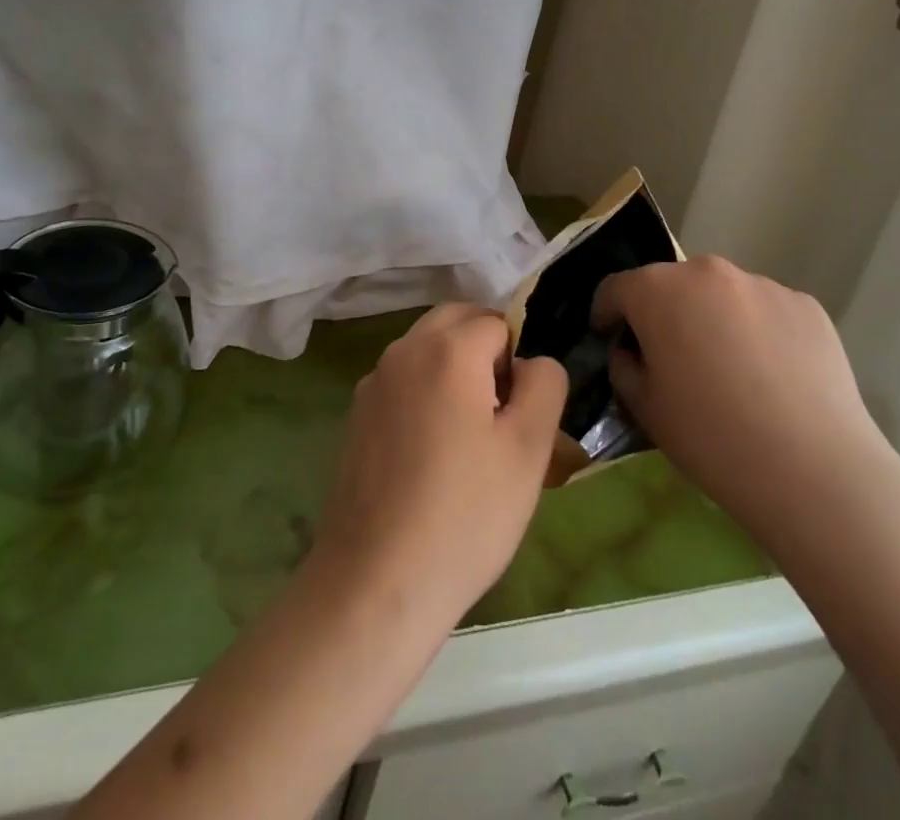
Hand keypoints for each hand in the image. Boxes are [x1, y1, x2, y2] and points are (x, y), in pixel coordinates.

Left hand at [309, 304, 566, 632]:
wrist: (377, 579)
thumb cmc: (466, 513)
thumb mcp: (529, 449)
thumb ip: (543, 385)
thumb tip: (532, 362)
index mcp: (447, 349)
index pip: (495, 321)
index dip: (519, 356)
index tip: (524, 408)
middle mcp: (403, 351)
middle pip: (454, 322)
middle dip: (484, 348)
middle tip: (504, 409)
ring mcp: (373, 382)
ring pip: (424, 349)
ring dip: (453, 368)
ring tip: (470, 434)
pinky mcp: (356, 415)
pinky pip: (401, 382)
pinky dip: (424, 392)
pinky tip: (431, 454)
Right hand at [593, 256, 899, 551]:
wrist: (815, 470)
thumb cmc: (711, 437)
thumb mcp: (644, 408)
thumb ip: (624, 367)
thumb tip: (632, 352)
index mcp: (657, 290)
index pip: (615, 288)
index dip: (606, 313)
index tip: (609, 339)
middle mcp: (707, 272)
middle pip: (671, 285)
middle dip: (663, 312)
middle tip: (671, 357)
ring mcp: (762, 285)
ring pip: (722, 296)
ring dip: (713, 319)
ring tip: (729, 370)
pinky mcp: (806, 306)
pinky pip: (765, 311)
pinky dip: (758, 332)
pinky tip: (771, 378)